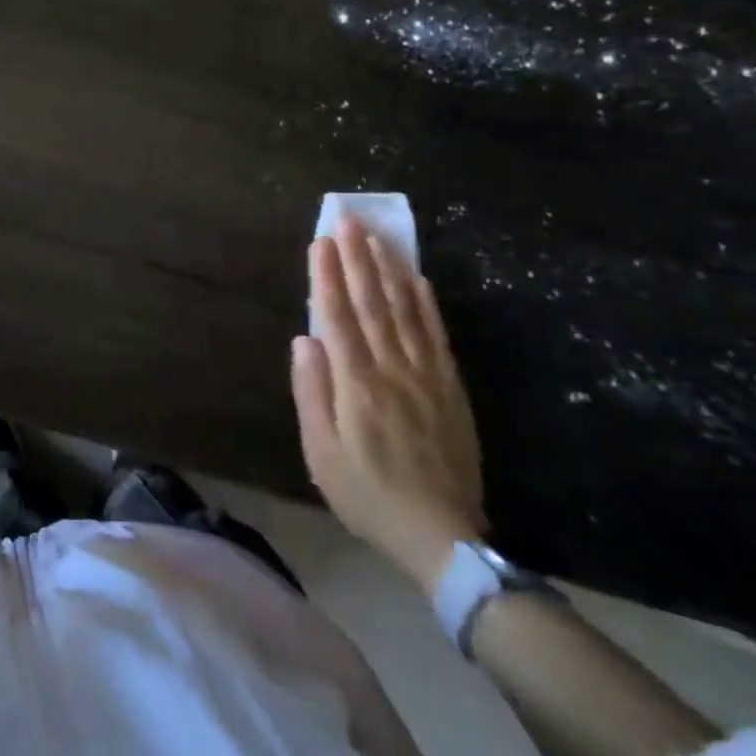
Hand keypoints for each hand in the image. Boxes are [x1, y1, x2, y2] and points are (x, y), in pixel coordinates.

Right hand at [291, 215, 484, 588]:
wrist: (442, 535)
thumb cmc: (367, 494)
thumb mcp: (321, 453)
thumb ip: (312, 392)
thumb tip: (304, 340)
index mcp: (356, 383)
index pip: (337, 316)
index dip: (326, 276)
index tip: (319, 241)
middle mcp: (393, 368)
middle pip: (372, 303)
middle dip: (357, 258)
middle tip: (348, 220)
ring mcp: (426, 375)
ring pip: (405, 310)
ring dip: (388, 269)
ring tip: (377, 236)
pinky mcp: (450, 387)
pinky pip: (436, 334)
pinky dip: (425, 302)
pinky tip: (416, 278)